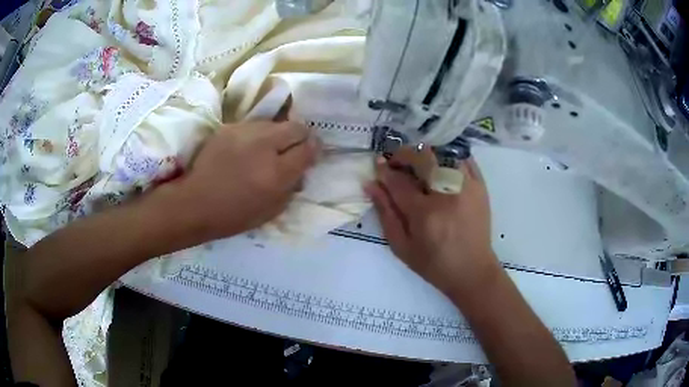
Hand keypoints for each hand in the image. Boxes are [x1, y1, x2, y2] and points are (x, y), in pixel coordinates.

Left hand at [174, 121, 318, 240]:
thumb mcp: (271, 211)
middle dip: (301, 136)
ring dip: (278, 134)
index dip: (314, 149)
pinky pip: (254, 126)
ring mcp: (245, 133)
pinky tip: (248, 148)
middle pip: (296, 127)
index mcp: (277, 173)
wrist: (195, 203)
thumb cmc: (234, 215)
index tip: (311, 153)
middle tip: (294, 147)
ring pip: (275, 123)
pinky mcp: (229, 128)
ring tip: (268, 148)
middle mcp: (264, 146)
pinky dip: (258, 135)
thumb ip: (292, 188)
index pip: (308, 148)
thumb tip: (301, 171)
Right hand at [365, 147, 499, 296]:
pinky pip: (464, 158)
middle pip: (423, 158)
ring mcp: (467, 187)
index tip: (377, 164)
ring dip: (426, 153)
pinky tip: (440, 163)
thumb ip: (385, 213)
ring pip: (444, 152)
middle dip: (404, 154)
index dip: (385, 170)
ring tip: (418, 163)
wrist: (472, 271)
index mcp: (425, 213)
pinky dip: (449, 155)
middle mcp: (447, 194)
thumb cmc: (434, 264)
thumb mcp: (402, 246)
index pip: (399, 181)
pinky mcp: (480, 186)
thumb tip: (371, 185)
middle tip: (396, 161)